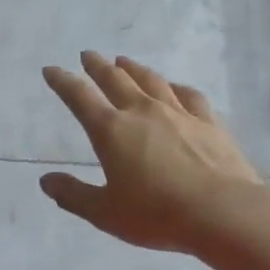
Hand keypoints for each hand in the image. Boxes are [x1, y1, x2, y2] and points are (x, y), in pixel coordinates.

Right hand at [40, 52, 263, 253]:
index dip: (62, 81)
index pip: (80, 97)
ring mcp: (178, 112)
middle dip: (97, 66)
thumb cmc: (158, 214)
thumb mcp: (106, 213)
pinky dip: (175, 87)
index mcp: (112, 131)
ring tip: (123, 61)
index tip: (51, 70)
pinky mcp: (208, 121)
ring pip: (150, 80)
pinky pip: (188, 95)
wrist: (223, 211)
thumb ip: (74, 195)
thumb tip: (46, 181)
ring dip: (133, 68)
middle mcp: (142, 111)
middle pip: (115, 79)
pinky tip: (174, 87)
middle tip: (88, 55)